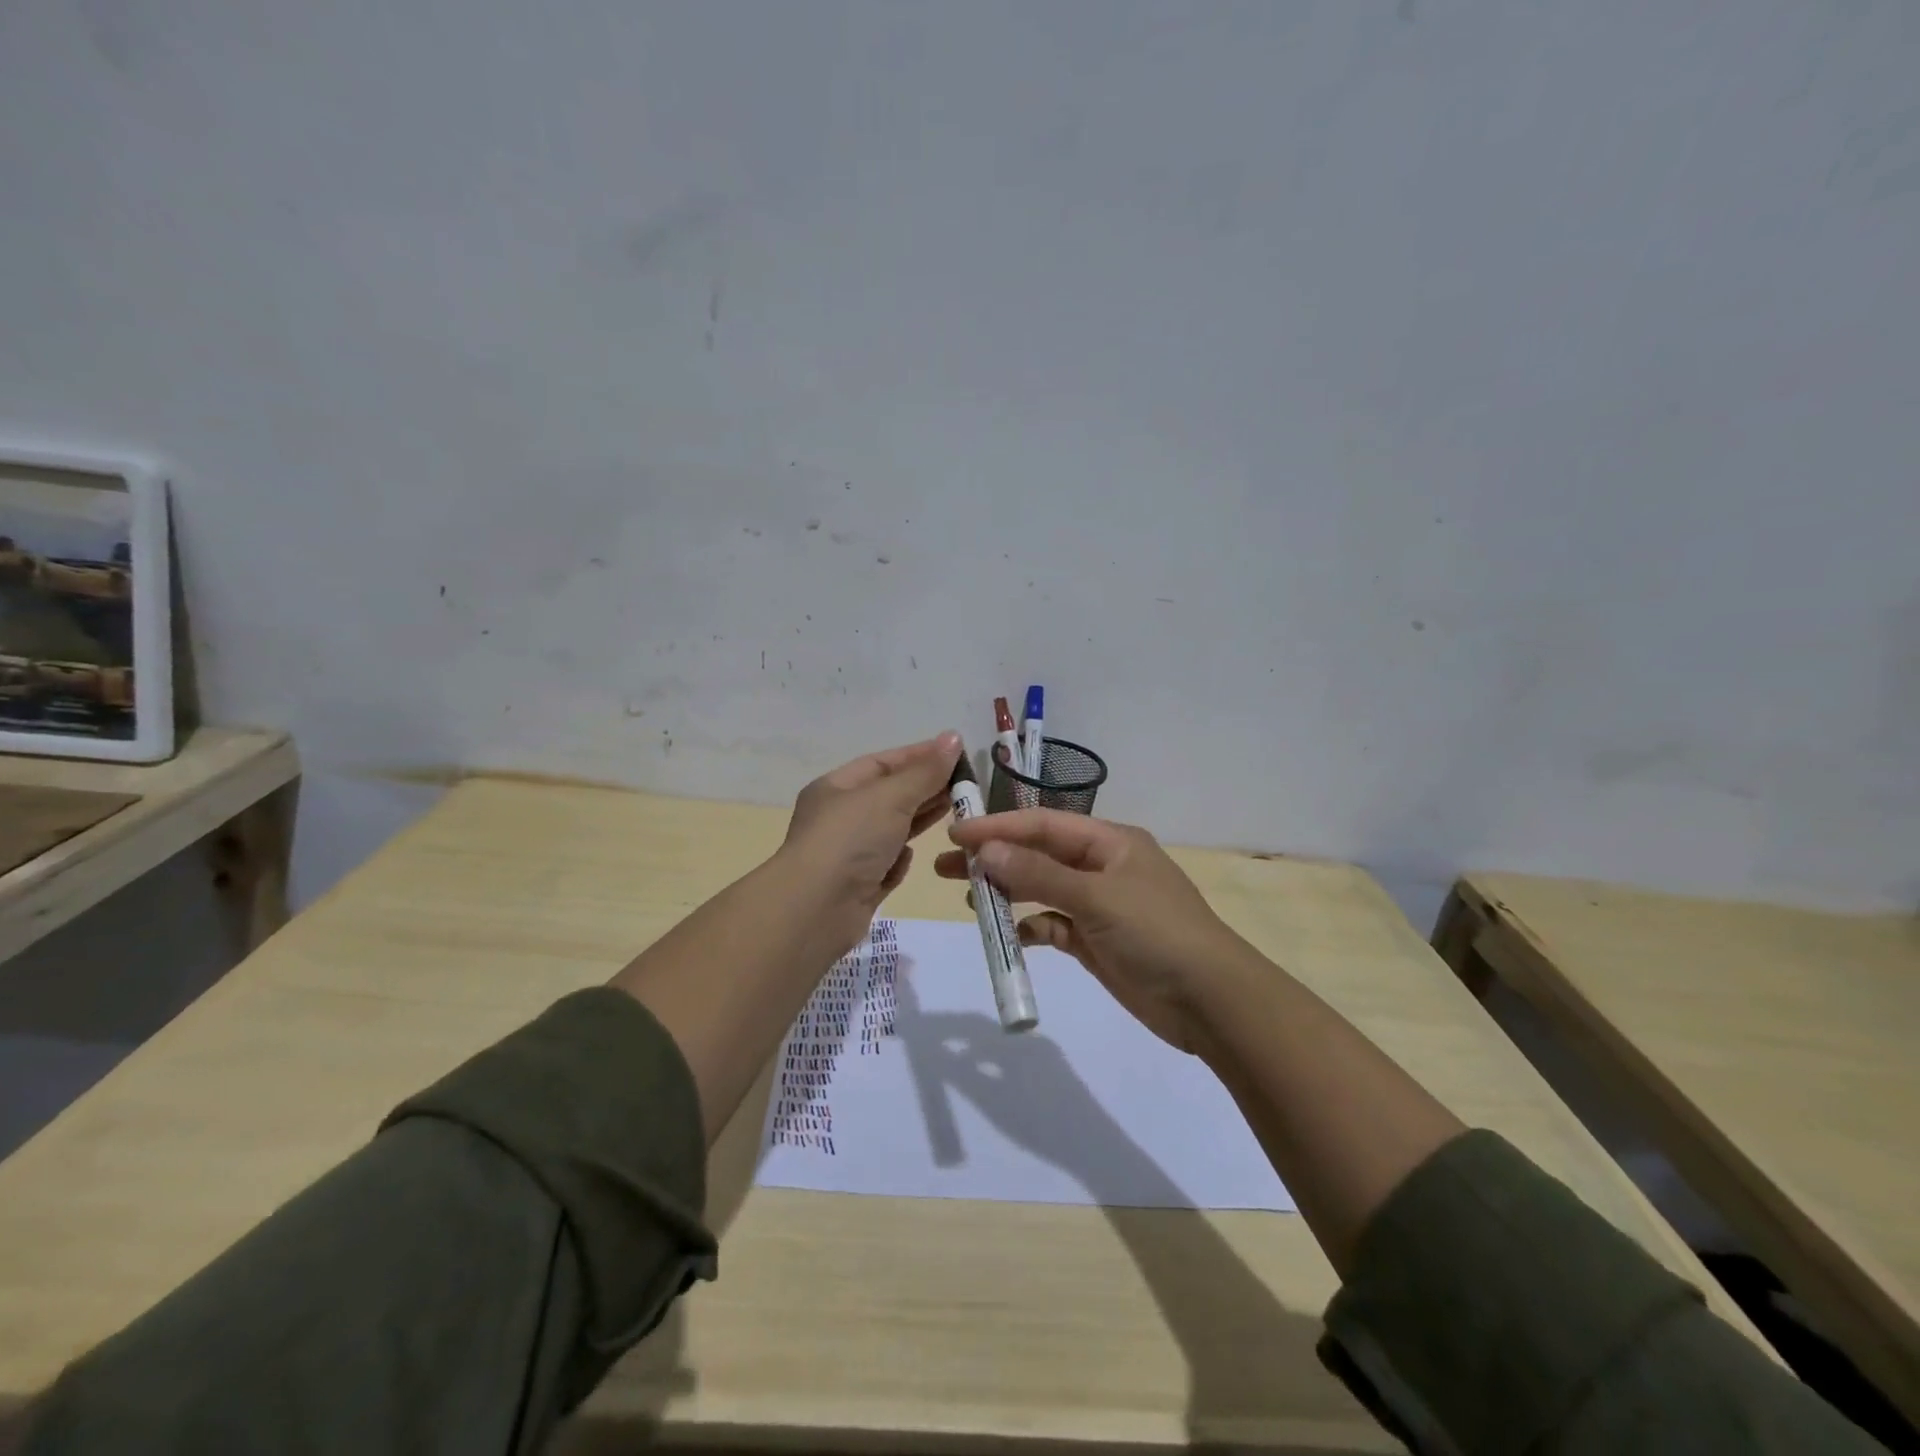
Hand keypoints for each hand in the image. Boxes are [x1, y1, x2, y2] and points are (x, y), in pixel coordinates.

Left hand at [778, 731, 961, 955]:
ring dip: (919, 821)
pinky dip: (899, 861)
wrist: (815, 910)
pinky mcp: (858, 887)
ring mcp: (847, 854)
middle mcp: (839, 818)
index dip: (919, 755)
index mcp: (836, 787)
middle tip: (965, 784)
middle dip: (925, 788)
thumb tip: (953, 738)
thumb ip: (925, 771)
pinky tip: (912, 858)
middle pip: (889, 796)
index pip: (883, 763)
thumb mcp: (891, 797)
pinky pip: (885, 866)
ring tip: (956, 812)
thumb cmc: (850, 840)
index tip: (956, 753)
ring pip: (891, 830)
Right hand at [935, 810, 1247, 1053]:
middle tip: (946, 867)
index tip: (956, 835)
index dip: (998, 827)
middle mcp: (1102, 867)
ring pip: (1042, 890)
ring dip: (1008, 893)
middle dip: (995, 859)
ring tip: (969, 899)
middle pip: (1038, 855)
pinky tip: (1012, 935)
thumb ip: (1039, 874)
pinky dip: (1032, 928)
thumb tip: (986, 851)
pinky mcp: (1096, 942)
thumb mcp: (1096, 897)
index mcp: (1109, 842)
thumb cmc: (1156, 933)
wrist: (1210, 1001)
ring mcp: (1099, 906)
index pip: (1043, 825)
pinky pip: (1054, 926)